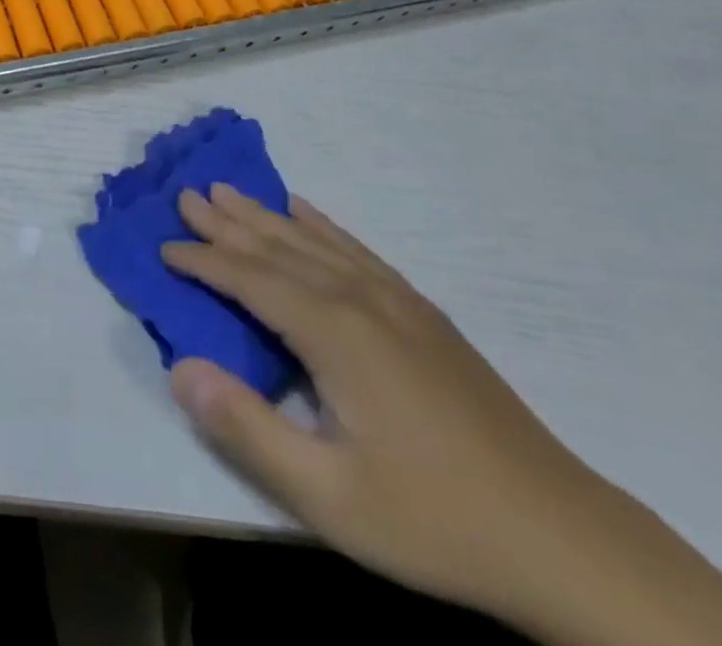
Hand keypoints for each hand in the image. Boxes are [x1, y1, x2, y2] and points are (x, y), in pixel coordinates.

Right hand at [161, 185, 625, 626]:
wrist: (556, 532)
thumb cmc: (432, 518)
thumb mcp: (327, 495)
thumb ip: (247, 428)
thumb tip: (181, 368)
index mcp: (334, 332)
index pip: (250, 280)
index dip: (203, 261)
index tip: (164, 247)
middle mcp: (360, 297)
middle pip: (279, 246)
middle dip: (228, 220)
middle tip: (187, 192)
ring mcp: (396, 300)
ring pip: (315, 240)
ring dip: (266, 214)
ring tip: (231, 189)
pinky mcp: (421, 312)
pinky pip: (356, 250)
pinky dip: (322, 224)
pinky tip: (307, 213)